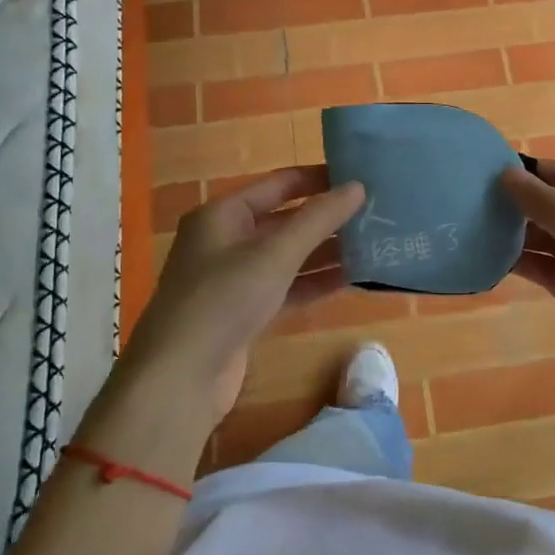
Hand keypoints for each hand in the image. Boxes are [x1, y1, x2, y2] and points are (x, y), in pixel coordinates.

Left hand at [126, 166, 364, 419]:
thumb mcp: (274, 253)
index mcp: (223, 214)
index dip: (319, 179)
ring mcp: (234, 278)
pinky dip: (313, 283)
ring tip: (372, 245)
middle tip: (375, 214)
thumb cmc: (223, 299)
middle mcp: (226, 240)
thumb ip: (318, 219)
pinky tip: (350, 280)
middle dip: (327, 219)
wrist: (179, 378)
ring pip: (287, 256)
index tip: (361, 177)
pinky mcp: (244, 312)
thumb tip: (358, 186)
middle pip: (285, 220)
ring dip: (325, 252)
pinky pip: (285, 287)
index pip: (279, 184)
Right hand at [502, 160, 554, 462]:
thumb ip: (549, 207)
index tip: (483, 169)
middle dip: (520, 204)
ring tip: (472, 229)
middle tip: (468, 202)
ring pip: (551, 241)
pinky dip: (526, 266)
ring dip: (518, 236)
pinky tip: (491, 262)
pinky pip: (550, 272)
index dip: (530, 171)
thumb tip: (506, 175)